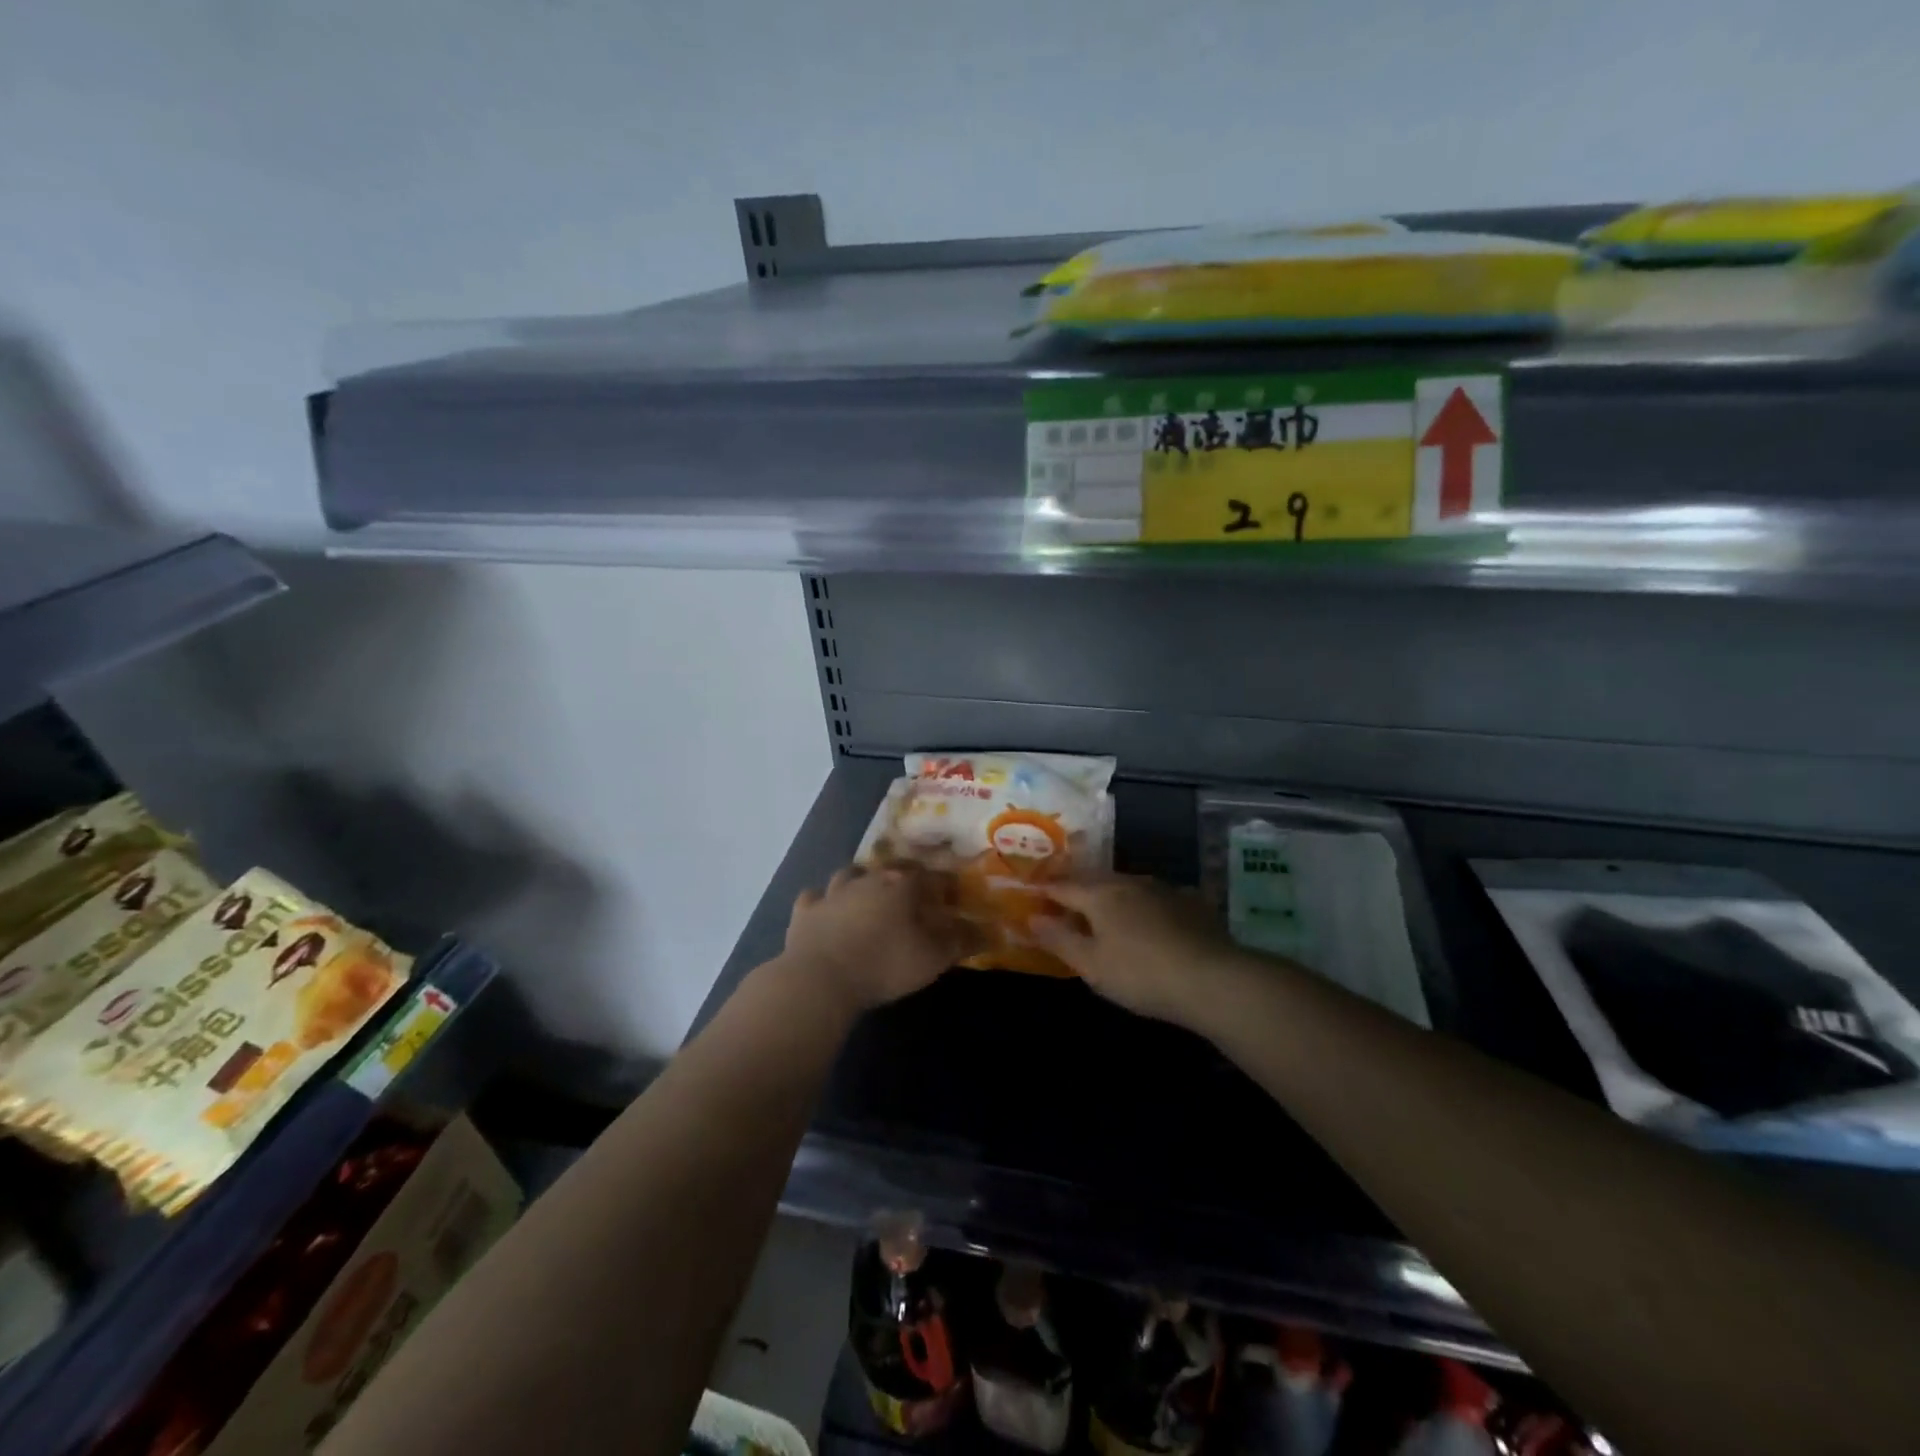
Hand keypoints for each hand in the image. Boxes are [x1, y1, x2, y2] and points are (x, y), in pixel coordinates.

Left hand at [782, 864, 976, 1014]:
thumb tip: (989, 930)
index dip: (944, 884)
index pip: (931, 876)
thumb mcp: (933, 958)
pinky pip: (814, 897)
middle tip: (912, 890)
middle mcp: (868, 879)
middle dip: (904, 876)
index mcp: (902, 885)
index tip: (953, 894)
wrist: (820, 978)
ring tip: (867, 892)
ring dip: (860, 880)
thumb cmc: (885, 964)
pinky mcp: (804, 912)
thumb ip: (961, 941)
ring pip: (849, 874)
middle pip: (890, 868)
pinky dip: (822, 901)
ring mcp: (832, 892)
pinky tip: (825, 908)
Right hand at [1032, 875, 1242, 1025]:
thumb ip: (1059, 939)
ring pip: (1126, 884)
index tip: (1031, 893)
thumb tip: (1031, 918)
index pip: (1063, 886)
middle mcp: (1129, 881)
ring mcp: (1163, 888)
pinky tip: (1147, 919)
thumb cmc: (1141, 974)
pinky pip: (1154, 896)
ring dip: (1110, 894)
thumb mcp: (1092, 965)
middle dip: (1076, 888)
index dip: (1044, 890)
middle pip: (1094, 879)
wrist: (1213, 978)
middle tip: (1063, 901)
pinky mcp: (1190, 901)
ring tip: (1103, 911)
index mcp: (1100, 894)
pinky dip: (1141, 903)